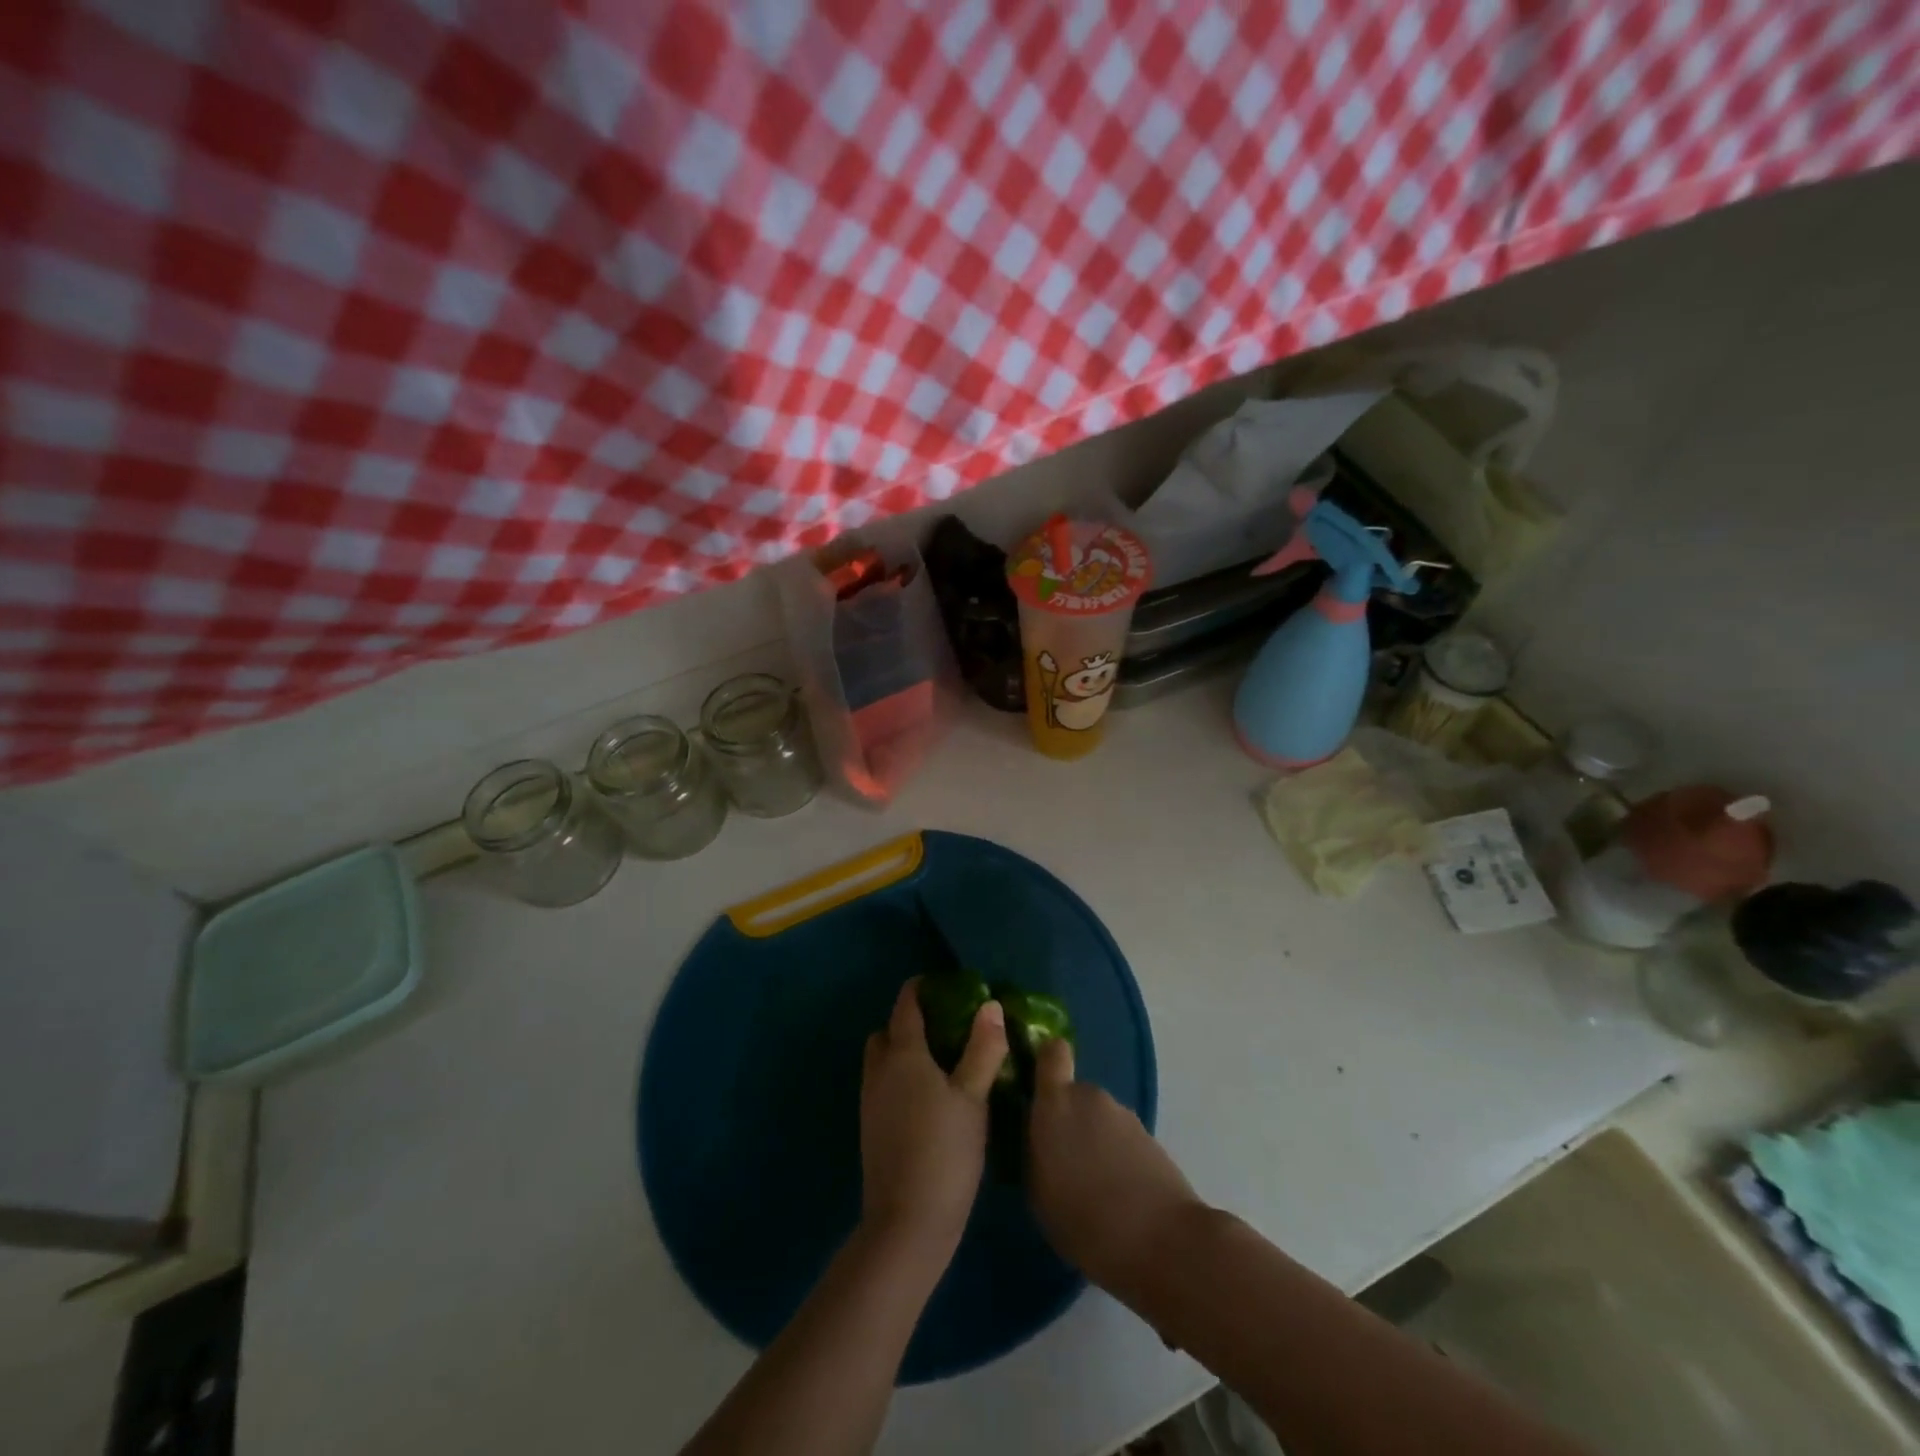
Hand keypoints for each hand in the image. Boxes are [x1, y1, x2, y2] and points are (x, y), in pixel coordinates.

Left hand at [860, 978, 1007, 1254]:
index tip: (942, 983)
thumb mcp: (973, 1096)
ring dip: (903, 1053)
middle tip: (945, 1028)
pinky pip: (883, 1087)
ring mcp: (870, 1103)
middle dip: (908, 1022)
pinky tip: (930, 1100)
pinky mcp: (871, 1130)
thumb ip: (983, 1049)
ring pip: (882, 1062)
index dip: (920, 989)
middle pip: (887, 1033)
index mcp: (903, 1055)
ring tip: (942, 1063)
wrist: (907, 1223)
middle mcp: (879, 1072)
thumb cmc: (945, 1150)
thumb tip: (990, 1006)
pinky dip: (901, 1080)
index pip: (905, 1006)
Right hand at [1027, 1039, 1202, 1292]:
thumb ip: (1036, 1152)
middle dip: (1070, 1122)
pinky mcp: (1152, 1139)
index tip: (1040, 1088)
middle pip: (1075, 1096)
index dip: (1047, 1063)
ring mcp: (1125, 1116)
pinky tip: (1121, 1203)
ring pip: (1100, 1121)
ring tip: (1096, 1193)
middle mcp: (1090, 1098)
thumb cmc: (1084, 1220)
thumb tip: (1042, 1139)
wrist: (1163, 1241)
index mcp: (1056, 1104)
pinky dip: (1119, 1162)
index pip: (1052, 1054)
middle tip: (1067, 1166)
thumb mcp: (1039, 1193)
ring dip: (1096, 1145)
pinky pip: (1123, 1142)